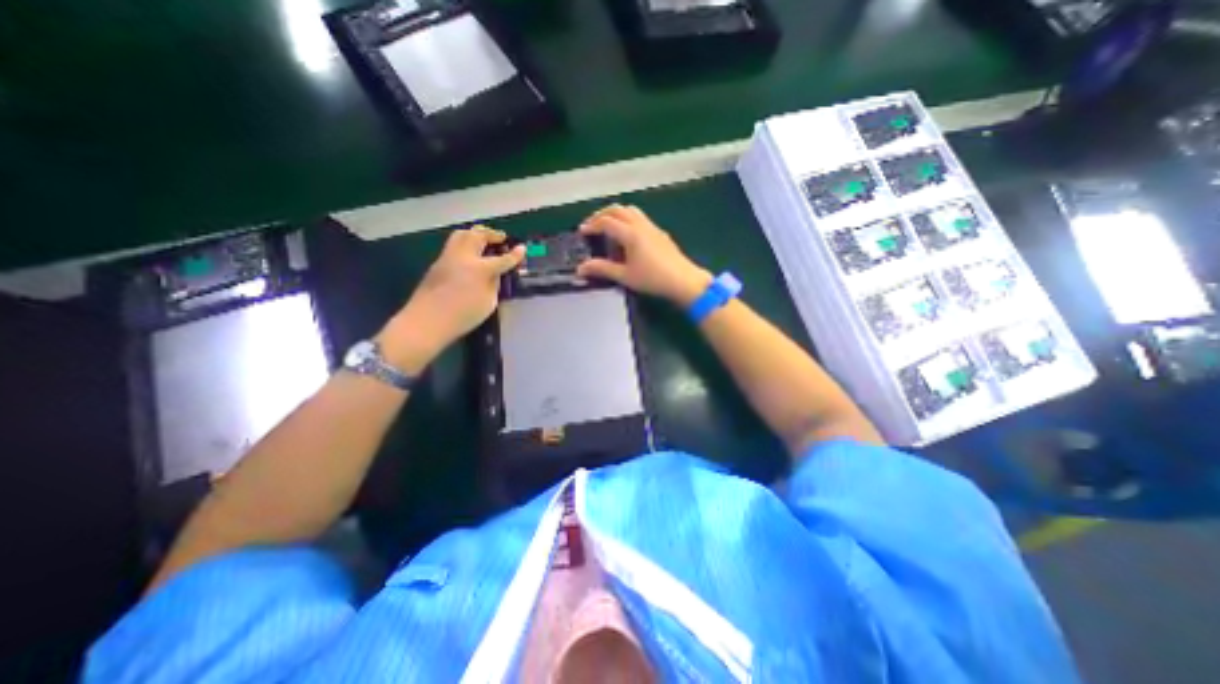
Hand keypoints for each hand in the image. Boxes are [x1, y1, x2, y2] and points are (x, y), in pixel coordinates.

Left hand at [377, 226, 517, 371]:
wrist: (427, 322)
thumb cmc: (462, 316)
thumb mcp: (488, 303)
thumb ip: (494, 285)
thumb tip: (495, 274)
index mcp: (479, 269)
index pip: (502, 258)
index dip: (515, 254)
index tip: (522, 248)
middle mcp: (463, 257)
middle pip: (478, 236)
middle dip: (492, 234)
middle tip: (501, 238)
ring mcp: (447, 258)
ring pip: (462, 235)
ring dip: (476, 234)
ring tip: (484, 240)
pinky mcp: (437, 263)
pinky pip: (453, 245)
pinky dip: (465, 243)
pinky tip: (470, 254)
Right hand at [577, 204, 711, 304]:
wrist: (683, 281)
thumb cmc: (653, 279)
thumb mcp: (624, 276)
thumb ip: (602, 269)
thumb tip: (581, 268)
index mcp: (630, 233)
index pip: (606, 222)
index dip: (592, 225)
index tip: (582, 232)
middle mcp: (641, 225)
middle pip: (617, 209)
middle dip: (602, 214)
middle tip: (592, 225)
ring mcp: (652, 227)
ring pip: (630, 210)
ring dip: (616, 214)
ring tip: (608, 227)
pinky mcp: (660, 233)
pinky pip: (640, 218)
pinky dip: (628, 219)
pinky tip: (627, 236)